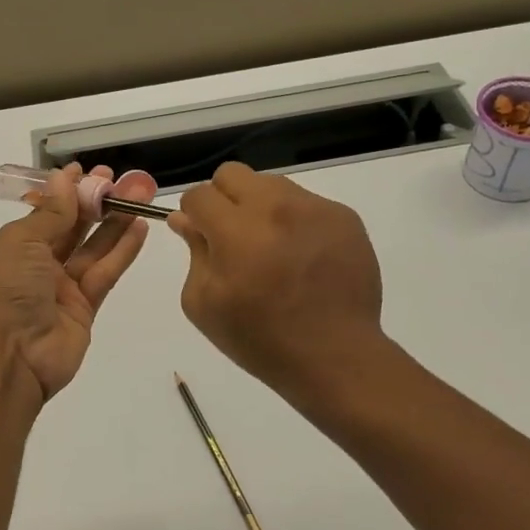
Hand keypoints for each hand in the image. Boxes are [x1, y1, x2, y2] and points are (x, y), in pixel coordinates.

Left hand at [0, 164, 158, 399]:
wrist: (8, 362)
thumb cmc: (6, 293)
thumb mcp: (21, 244)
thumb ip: (51, 213)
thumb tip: (65, 178)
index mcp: (15, 246)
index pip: (46, 211)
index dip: (68, 191)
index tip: (90, 171)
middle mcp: (38, 265)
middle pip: (73, 227)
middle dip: (96, 202)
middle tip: (123, 180)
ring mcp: (62, 288)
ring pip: (94, 248)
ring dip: (115, 222)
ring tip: (140, 196)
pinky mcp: (85, 309)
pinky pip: (105, 273)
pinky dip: (122, 251)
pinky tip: (140, 228)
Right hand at [169, 162, 386, 403]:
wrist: (335, 355)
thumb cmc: (260, 339)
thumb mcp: (205, 305)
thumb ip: (193, 252)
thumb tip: (185, 220)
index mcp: (237, 232)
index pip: (199, 194)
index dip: (194, 214)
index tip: (202, 235)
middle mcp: (277, 208)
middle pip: (232, 174)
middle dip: (223, 199)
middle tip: (233, 236)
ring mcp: (315, 208)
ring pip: (271, 184)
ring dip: (260, 207)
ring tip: (272, 247)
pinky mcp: (344, 216)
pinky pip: (306, 202)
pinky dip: (295, 221)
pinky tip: (302, 256)